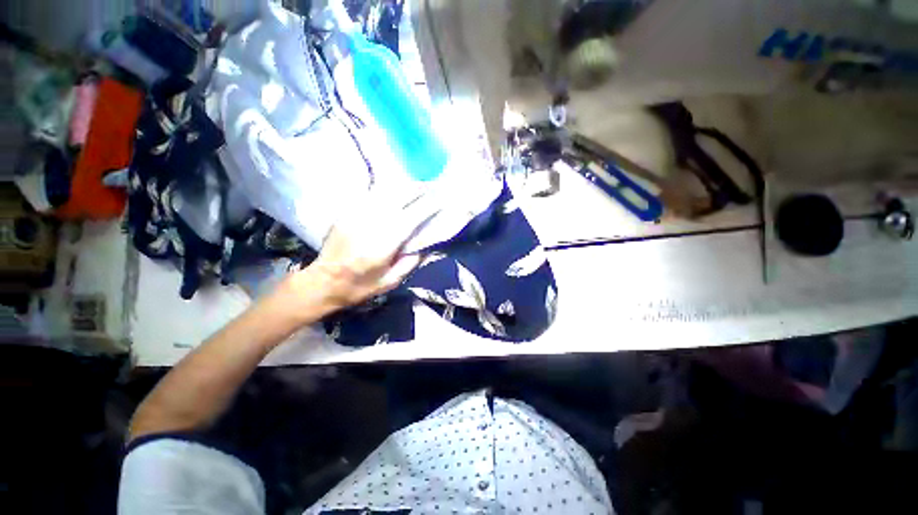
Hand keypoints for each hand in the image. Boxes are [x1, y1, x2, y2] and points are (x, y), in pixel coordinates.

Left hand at [281, 192, 438, 314]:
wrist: (323, 281)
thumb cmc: (360, 285)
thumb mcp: (391, 281)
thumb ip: (411, 262)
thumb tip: (428, 244)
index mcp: (383, 245)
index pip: (411, 218)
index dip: (428, 206)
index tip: (441, 199)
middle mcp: (371, 225)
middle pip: (398, 198)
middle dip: (417, 190)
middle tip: (432, 186)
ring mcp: (356, 215)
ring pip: (384, 193)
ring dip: (403, 187)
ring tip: (417, 185)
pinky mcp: (347, 212)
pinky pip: (370, 195)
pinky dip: (386, 190)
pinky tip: (395, 189)